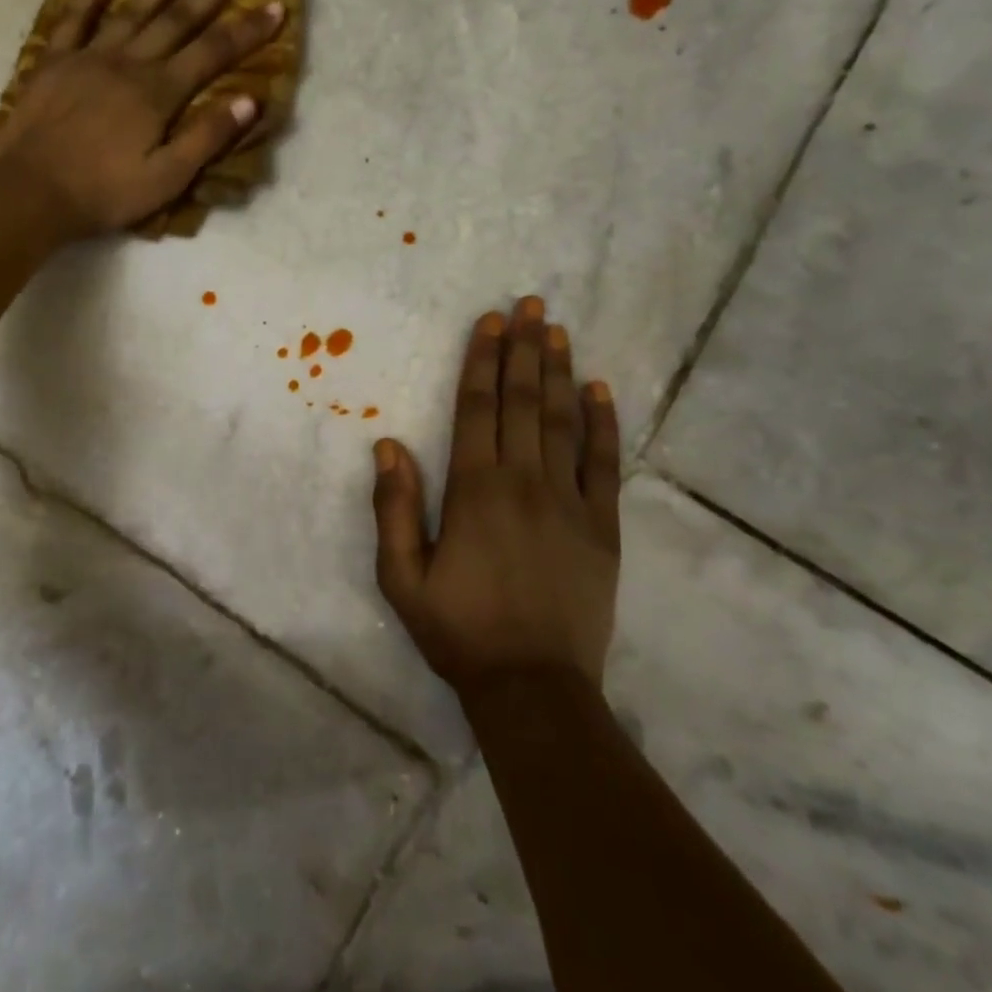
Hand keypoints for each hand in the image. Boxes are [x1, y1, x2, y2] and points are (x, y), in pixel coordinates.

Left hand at [0, 0, 282, 237]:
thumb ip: (207, 137)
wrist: (32, 192)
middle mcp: (129, 63)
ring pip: (132, 12)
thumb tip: (250, 100)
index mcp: (159, 93)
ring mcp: (88, 58)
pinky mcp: (54, 62)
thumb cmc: (105, 193)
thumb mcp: (167, 178)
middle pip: (177, 21)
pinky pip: (73, 19)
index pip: (213, 53)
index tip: (274, 5)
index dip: (247, 30)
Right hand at [372, 297, 621, 694]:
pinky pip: (603, 464)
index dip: (482, 361)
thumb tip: (388, 445)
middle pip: (522, 402)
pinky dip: (603, 424)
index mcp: (475, 490)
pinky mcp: (602, 527)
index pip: (477, 409)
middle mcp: (523, 482)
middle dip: (523, 349)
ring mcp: (569, 502)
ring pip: (562, 422)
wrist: (533, 687)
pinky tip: (600, 390)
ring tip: (558, 331)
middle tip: (530, 304)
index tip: (490, 322)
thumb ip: (395, 508)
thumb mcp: (402, 577)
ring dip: (558, 372)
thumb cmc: (458, 631)